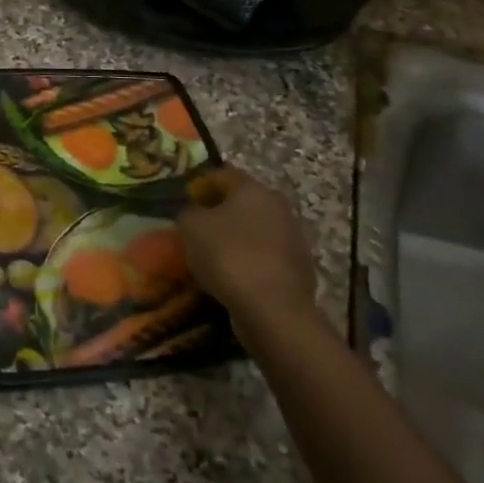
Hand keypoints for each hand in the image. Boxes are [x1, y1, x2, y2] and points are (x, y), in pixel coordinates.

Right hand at [177, 166, 316, 338]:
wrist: (273, 309)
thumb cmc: (227, 255)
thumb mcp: (190, 226)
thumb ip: (188, 211)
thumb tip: (195, 212)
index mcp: (253, 189)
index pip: (223, 174)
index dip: (200, 184)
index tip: (184, 201)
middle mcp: (278, 207)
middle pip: (242, 201)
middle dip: (219, 211)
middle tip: (196, 227)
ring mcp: (293, 238)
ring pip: (255, 229)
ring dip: (235, 237)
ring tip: (212, 255)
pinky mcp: (299, 268)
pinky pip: (265, 256)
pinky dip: (248, 260)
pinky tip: (232, 275)